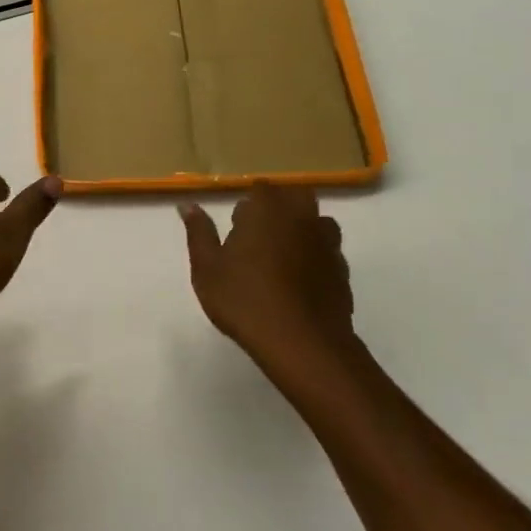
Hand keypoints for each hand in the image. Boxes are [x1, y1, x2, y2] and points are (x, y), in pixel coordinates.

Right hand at [179, 186, 358, 367]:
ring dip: (302, 228)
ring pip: (318, 221)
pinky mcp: (342, 270)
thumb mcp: (207, 268)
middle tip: (259, 234)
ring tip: (282, 255)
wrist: (301, 342)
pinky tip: (300, 279)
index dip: (249, 202)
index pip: (261, 188)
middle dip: (280, 207)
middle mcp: (302, 217)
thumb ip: (199, 232)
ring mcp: (327, 243)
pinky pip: (329, 251)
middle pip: (296, 196)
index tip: (237, 224)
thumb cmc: (244, 300)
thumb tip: (188, 205)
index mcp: (267, 210)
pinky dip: (315, 256)